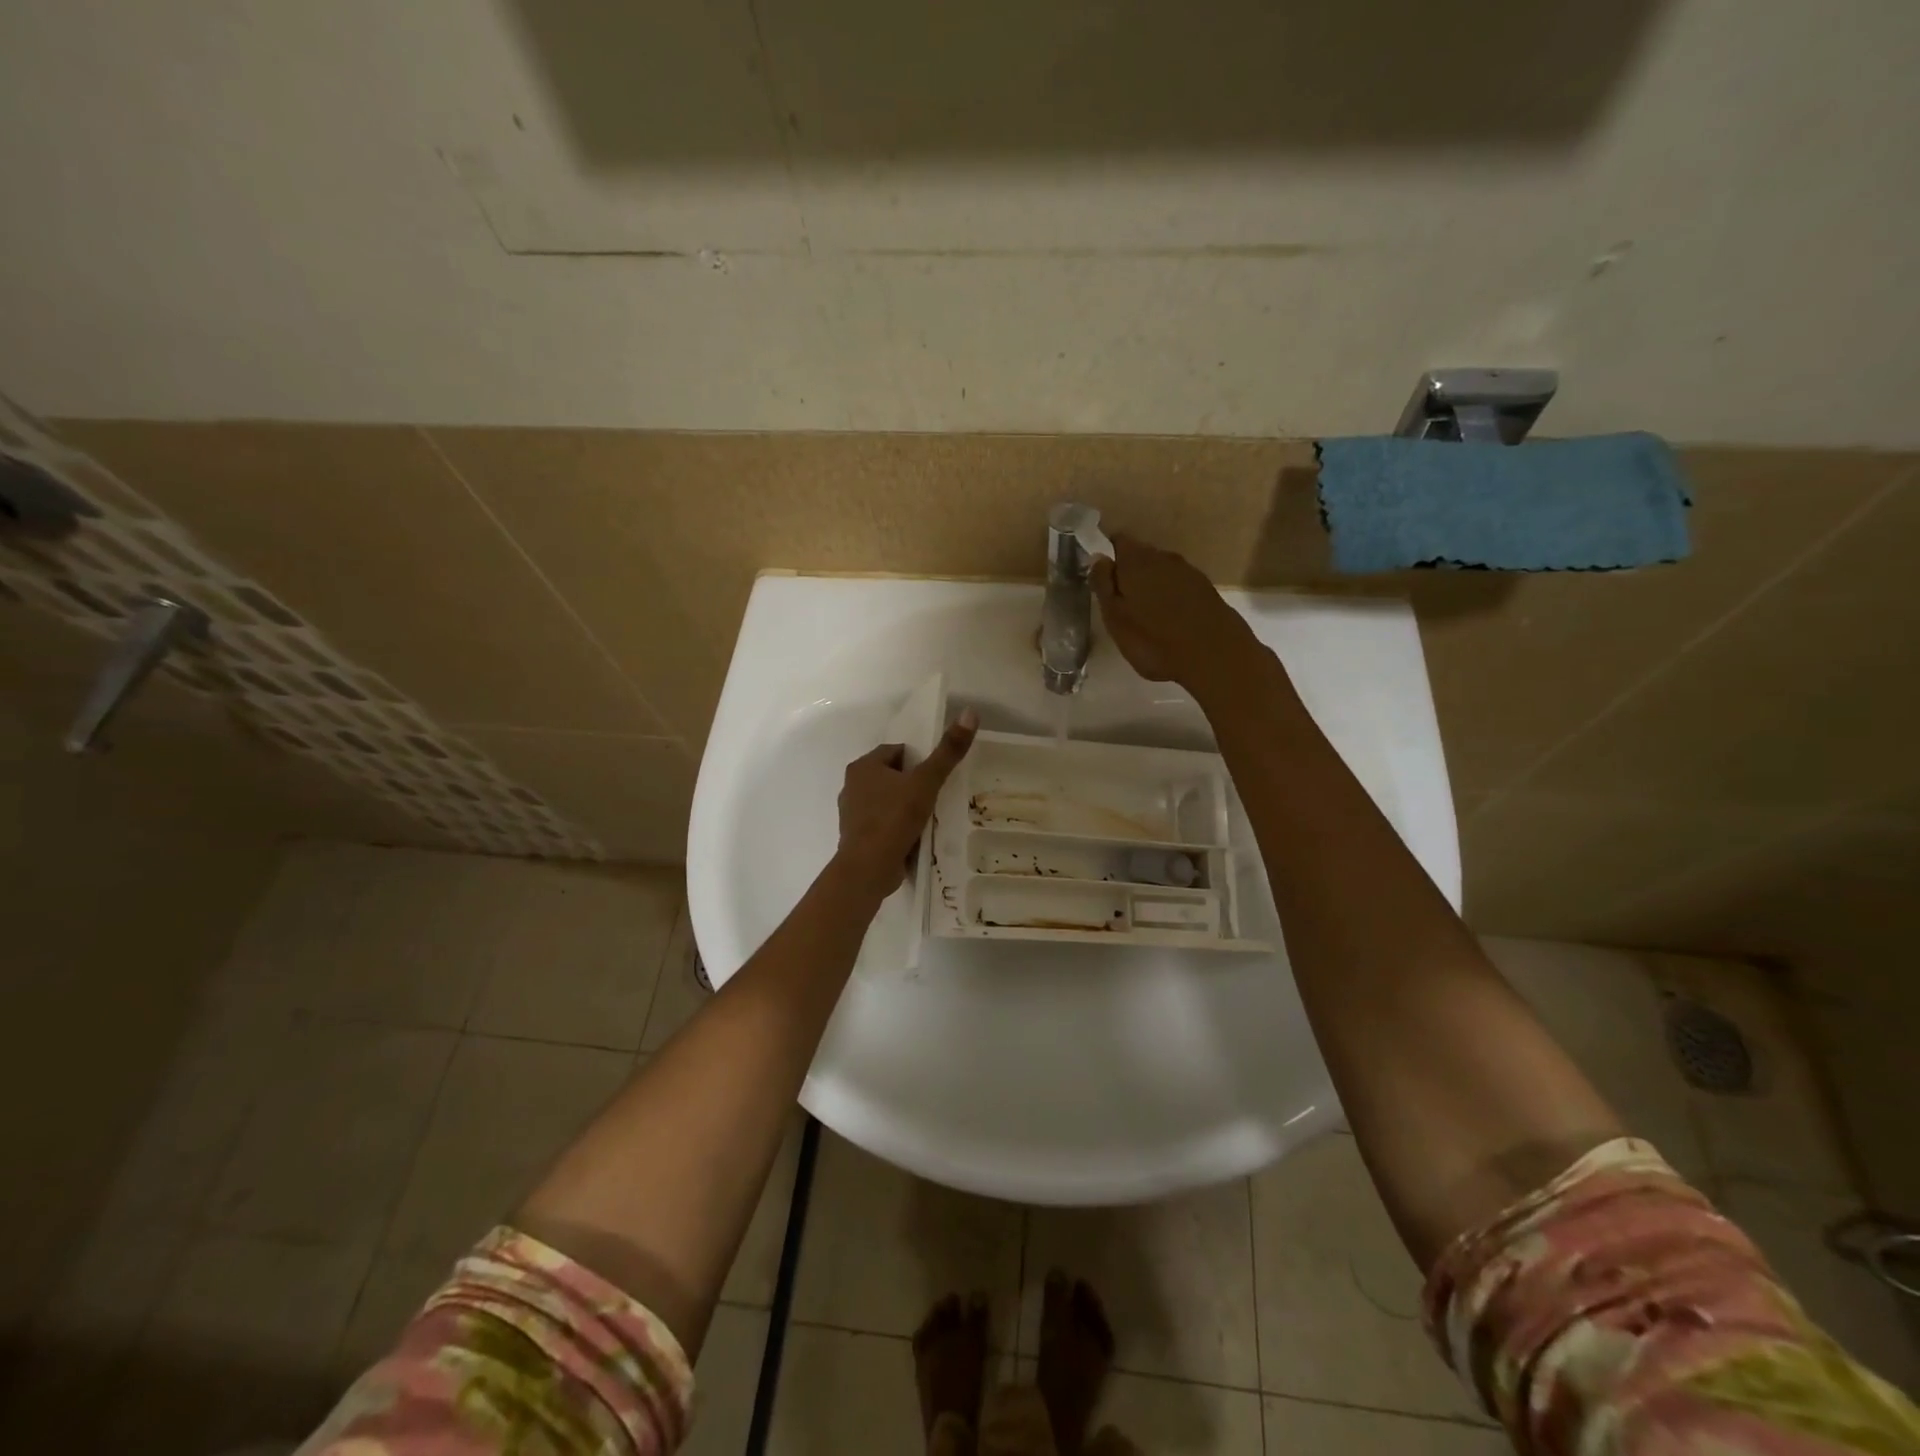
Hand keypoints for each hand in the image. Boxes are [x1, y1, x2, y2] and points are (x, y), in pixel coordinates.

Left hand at [833, 710, 978, 897]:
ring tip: (927, 818)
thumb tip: (969, 712)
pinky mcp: (856, 837)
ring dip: (904, 806)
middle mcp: (852, 785)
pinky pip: (882, 823)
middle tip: (935, 796)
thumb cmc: (894, 819)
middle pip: (891, 776)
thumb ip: (947, 752)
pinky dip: (896, 826)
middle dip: (911, 784)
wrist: (868, 868)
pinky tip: (913, 837)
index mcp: (863, 766)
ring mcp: (851, 813)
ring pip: (885, 800)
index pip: (896, 751)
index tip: (935, 776)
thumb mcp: (926, 782)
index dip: (918, 761)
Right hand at [1091, 533, 1262, 695]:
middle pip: (1140, 555)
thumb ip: (1104, 584)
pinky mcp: (1206, 589)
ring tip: (1143, 612)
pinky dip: (1169, 595)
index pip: (1118, 541)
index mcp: (1136, 561)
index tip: (1101, 576)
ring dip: (1150, 584)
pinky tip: (1167, 618)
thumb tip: (1098, 557)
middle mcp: (1163, 557)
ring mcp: (1188, 572)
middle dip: (1128, 571)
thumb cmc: (1154, 640)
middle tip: (1119, 600)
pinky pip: (1178, 584)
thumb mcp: (1115, 617)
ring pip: (1160, 570)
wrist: (1215, 655)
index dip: (1107, 554)